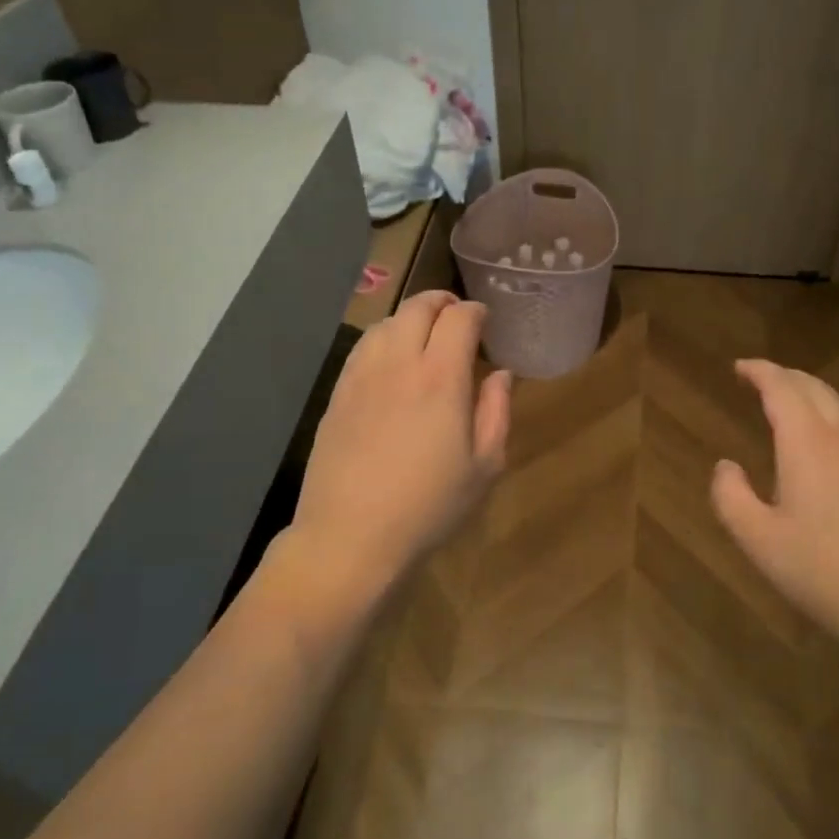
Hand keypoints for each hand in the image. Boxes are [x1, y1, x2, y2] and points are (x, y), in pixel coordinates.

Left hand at [293, 290, 510, 592]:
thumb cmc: (429, 506)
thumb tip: (500, 374)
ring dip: (410, 318)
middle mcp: (399, 364)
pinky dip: (383, 338)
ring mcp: (361, 376)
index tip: (485, 320)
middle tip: (457, 316)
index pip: (459, 318)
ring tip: (424, 335)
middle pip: (418, 308)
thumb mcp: (484, 466)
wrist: (350, 536)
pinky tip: (390, 360)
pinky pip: (362, 348)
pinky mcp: (337, 394)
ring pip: (386, 323)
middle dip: (442, 302)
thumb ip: (496, 411)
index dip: (476, 311)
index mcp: (441, 378)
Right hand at [710, 359, 838, 658]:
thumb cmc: (824, 571)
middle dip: (783, 376)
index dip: (759, 372)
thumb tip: (725, 466)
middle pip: (813, 387)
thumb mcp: (759, 540)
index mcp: (808, 442)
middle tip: (757, 379)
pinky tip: (825, 436)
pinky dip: (830, 412)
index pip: (782, 388)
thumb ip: (731, 496)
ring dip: (809, 392)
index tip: (739, 367)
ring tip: (787, 400)